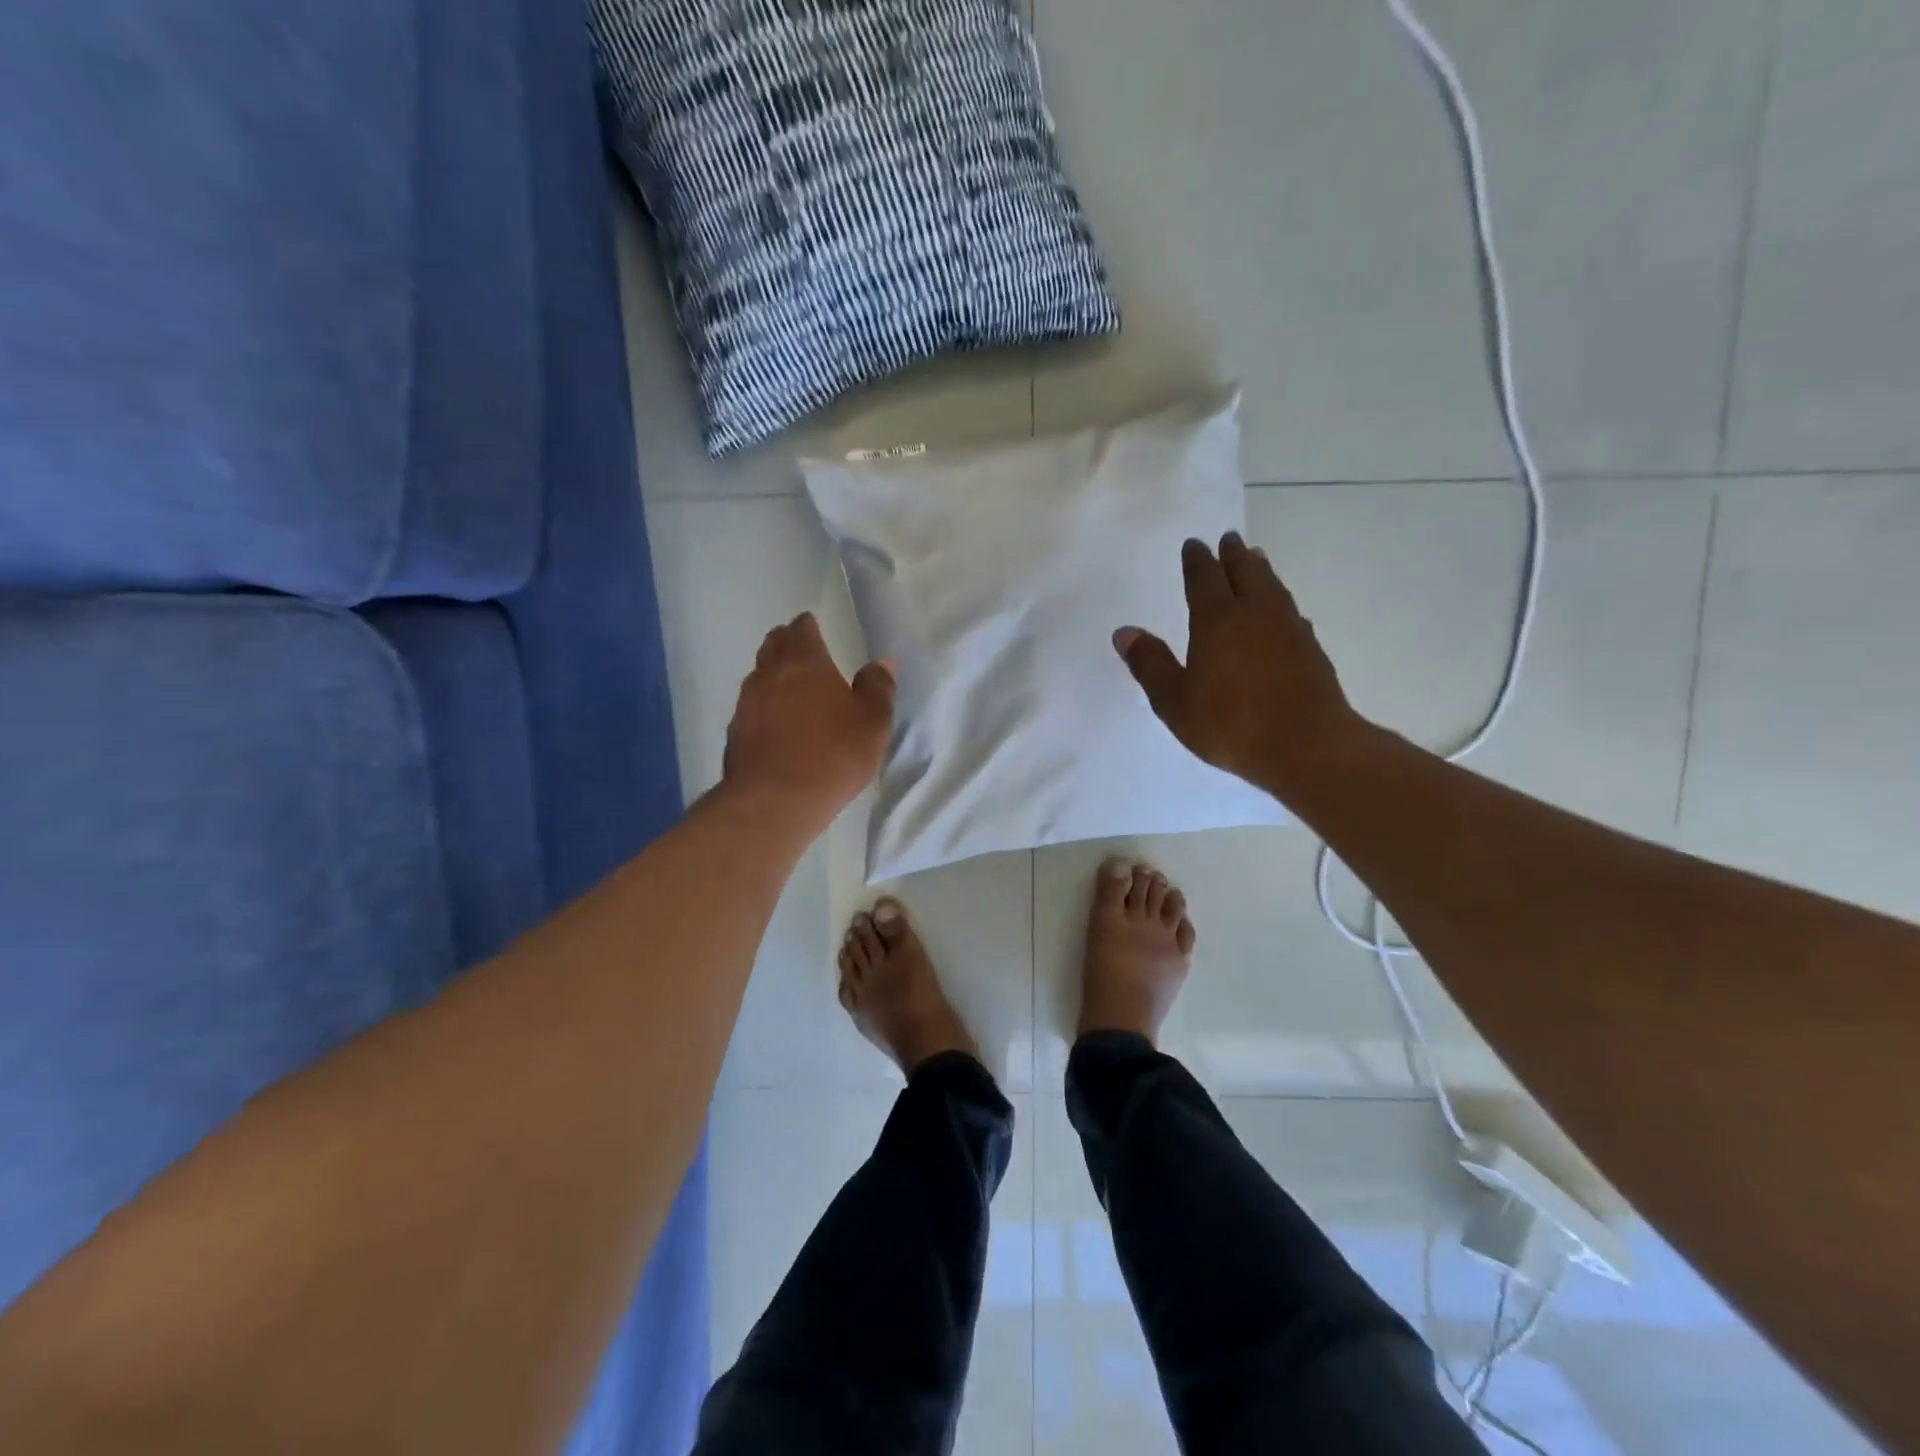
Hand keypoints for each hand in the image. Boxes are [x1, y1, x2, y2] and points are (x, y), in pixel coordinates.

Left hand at [721, 613, 895, 835]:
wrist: (775, 801)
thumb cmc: (833, 755)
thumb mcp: (872, 723)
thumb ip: (878, 688)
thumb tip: (883, 662)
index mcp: (804, 662)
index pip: (800, 629)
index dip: (808, 626)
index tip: (814, 628)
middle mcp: (769, 675)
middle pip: (773, 646)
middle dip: (786, 643)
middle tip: (802, 651)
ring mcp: (746, 704)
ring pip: (758, 676)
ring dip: (773, 675)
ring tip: (790, 688)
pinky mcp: (735, 734)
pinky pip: (750, 709)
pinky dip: (763, 708)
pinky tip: (775, 725)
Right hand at [1114, 534, 1365, 796]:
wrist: (1308, 746)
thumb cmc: (1231, 723)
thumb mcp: (1175, 701)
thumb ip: (1149, 664)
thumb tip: (1124, 632)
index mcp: (1217, 620)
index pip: (1204, 578)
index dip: (1197, 560)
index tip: (1194, 544)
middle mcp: (1255, 613)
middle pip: (1245, 572)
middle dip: (1233, 555)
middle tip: (1229, 539)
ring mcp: (1289, 629)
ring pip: (1272, 587)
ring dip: (1260, 570)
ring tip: (1256, 559)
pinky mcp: (1311, 649)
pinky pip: (1290, 611)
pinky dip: (1279, 600)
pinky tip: (1281, 611)